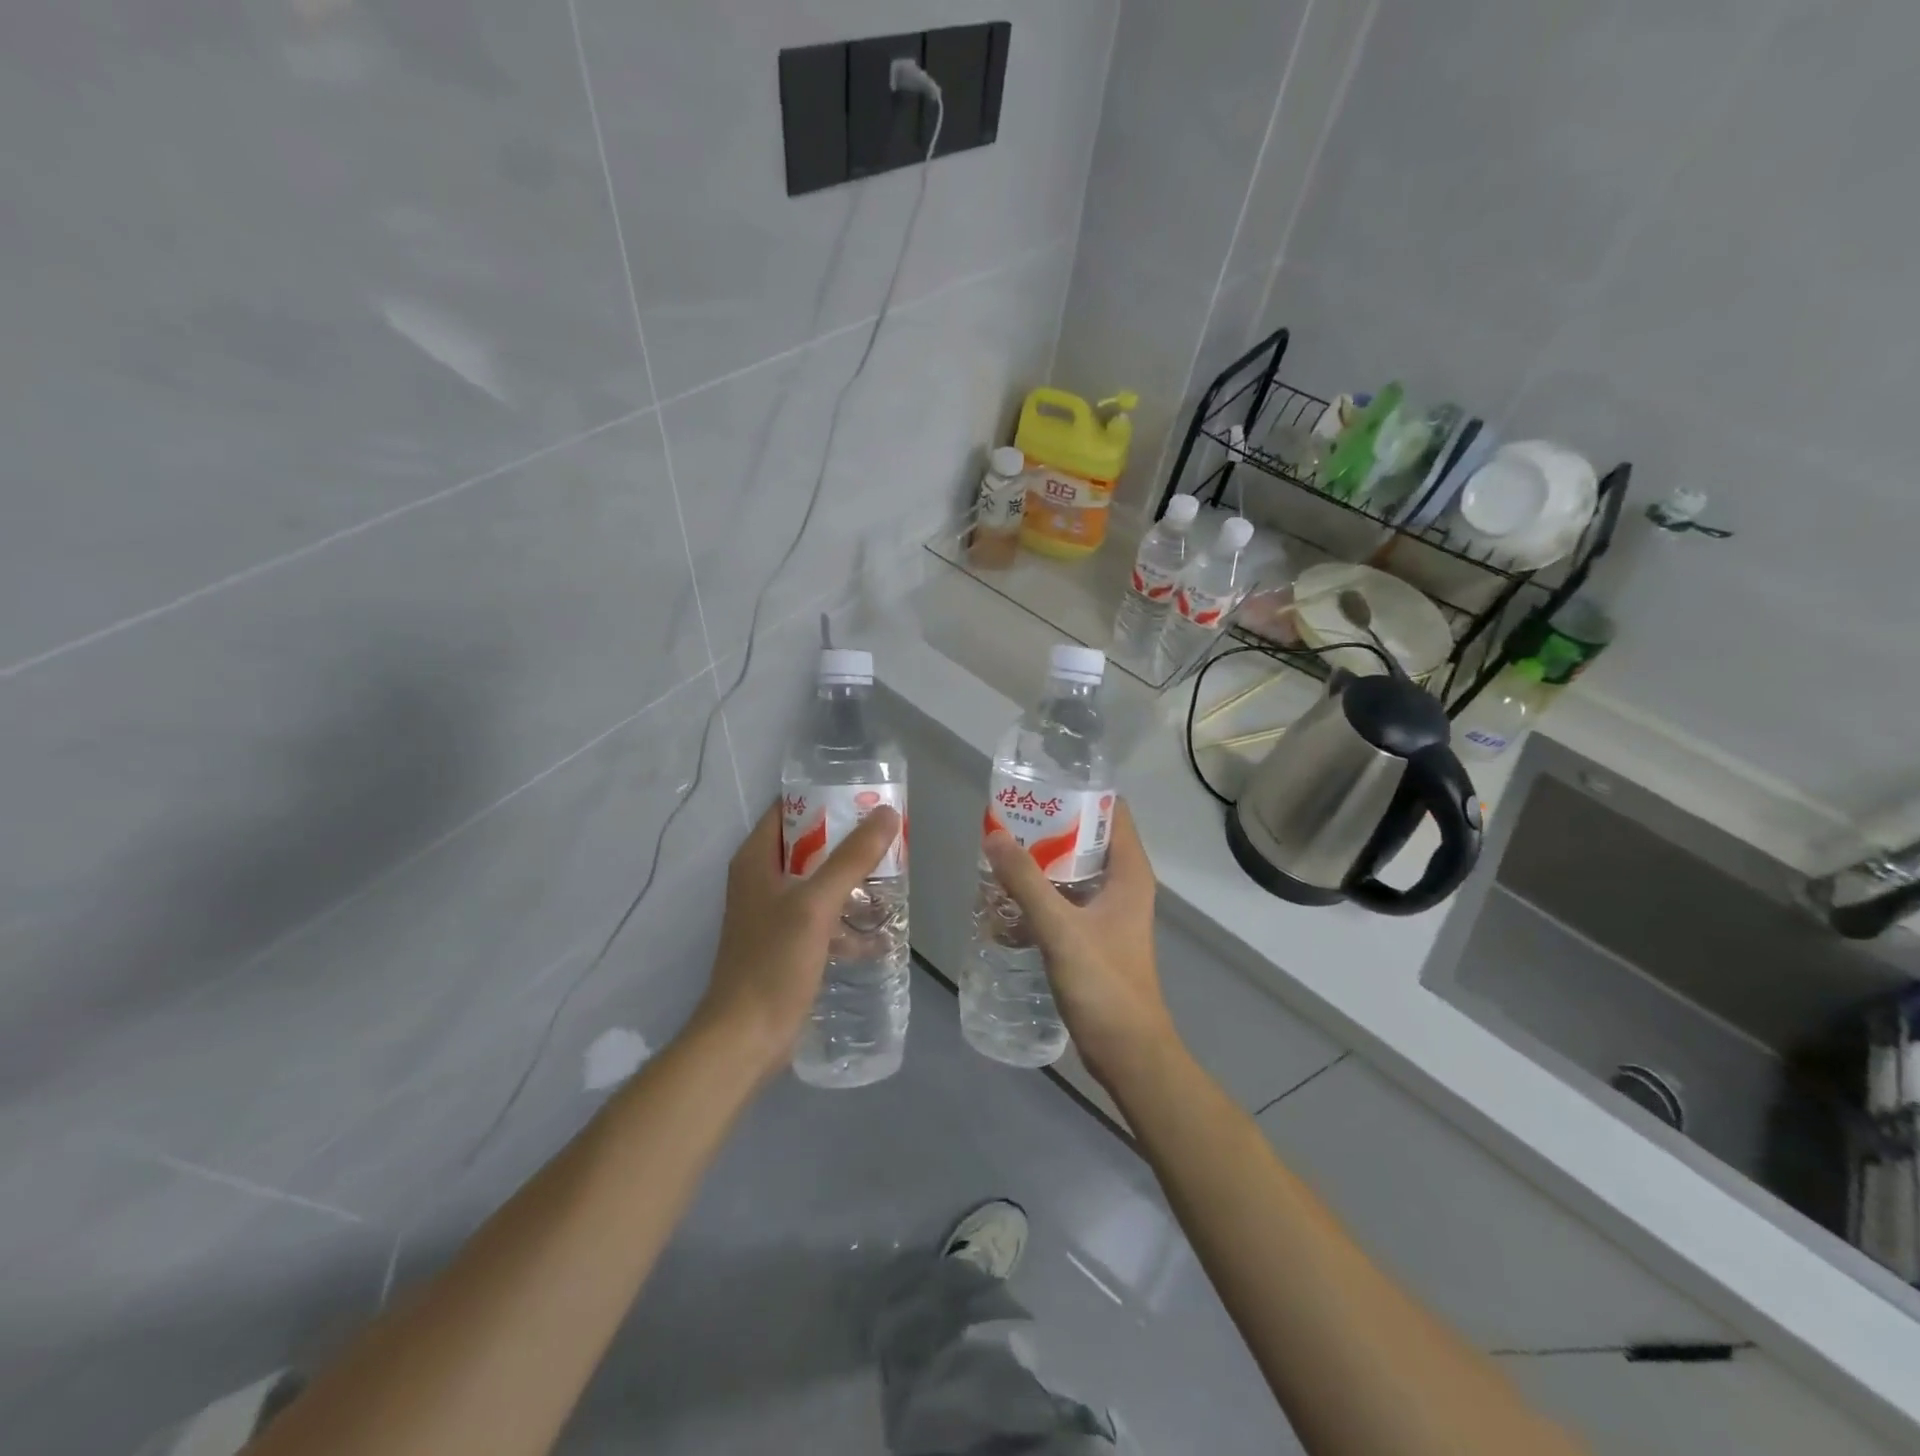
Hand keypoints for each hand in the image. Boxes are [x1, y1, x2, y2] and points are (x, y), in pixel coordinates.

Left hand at [692, 798, 901, 1079]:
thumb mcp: (815, 905)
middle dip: (848, 842)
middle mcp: (761, 881)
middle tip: (890, 837)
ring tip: (893, 878)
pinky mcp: (787, 946)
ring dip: (851, 882)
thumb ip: (851, 858)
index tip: (865, 798)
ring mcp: (773, 915)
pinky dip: (846, 922)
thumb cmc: (773, 963)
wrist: (745, 1038)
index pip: (788, 810)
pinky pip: (822, 920)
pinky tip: (879, 935)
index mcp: (756, 860)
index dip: (824, 799)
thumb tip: (885, 813)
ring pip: (818, 884)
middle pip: (808, 846)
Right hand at [982, 799, 1177, 1087]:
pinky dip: (1040, 895)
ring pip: (1073, 871)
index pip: (1112, 811)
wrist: (1127, 1051)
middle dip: (1050, 826)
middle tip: (1008, 818)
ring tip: (1000, 852)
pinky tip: (1006, 900)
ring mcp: (1110, 912)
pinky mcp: (1095, 936)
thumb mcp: (1060, 928)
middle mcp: (1124, 885)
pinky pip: (1065, 901)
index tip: (1040, 783)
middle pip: (1087, 838)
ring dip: (1041, 862)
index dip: (1080, 792)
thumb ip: (1026, 881)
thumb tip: (994, 834)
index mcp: (1129, 872)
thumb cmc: (1104, 983)